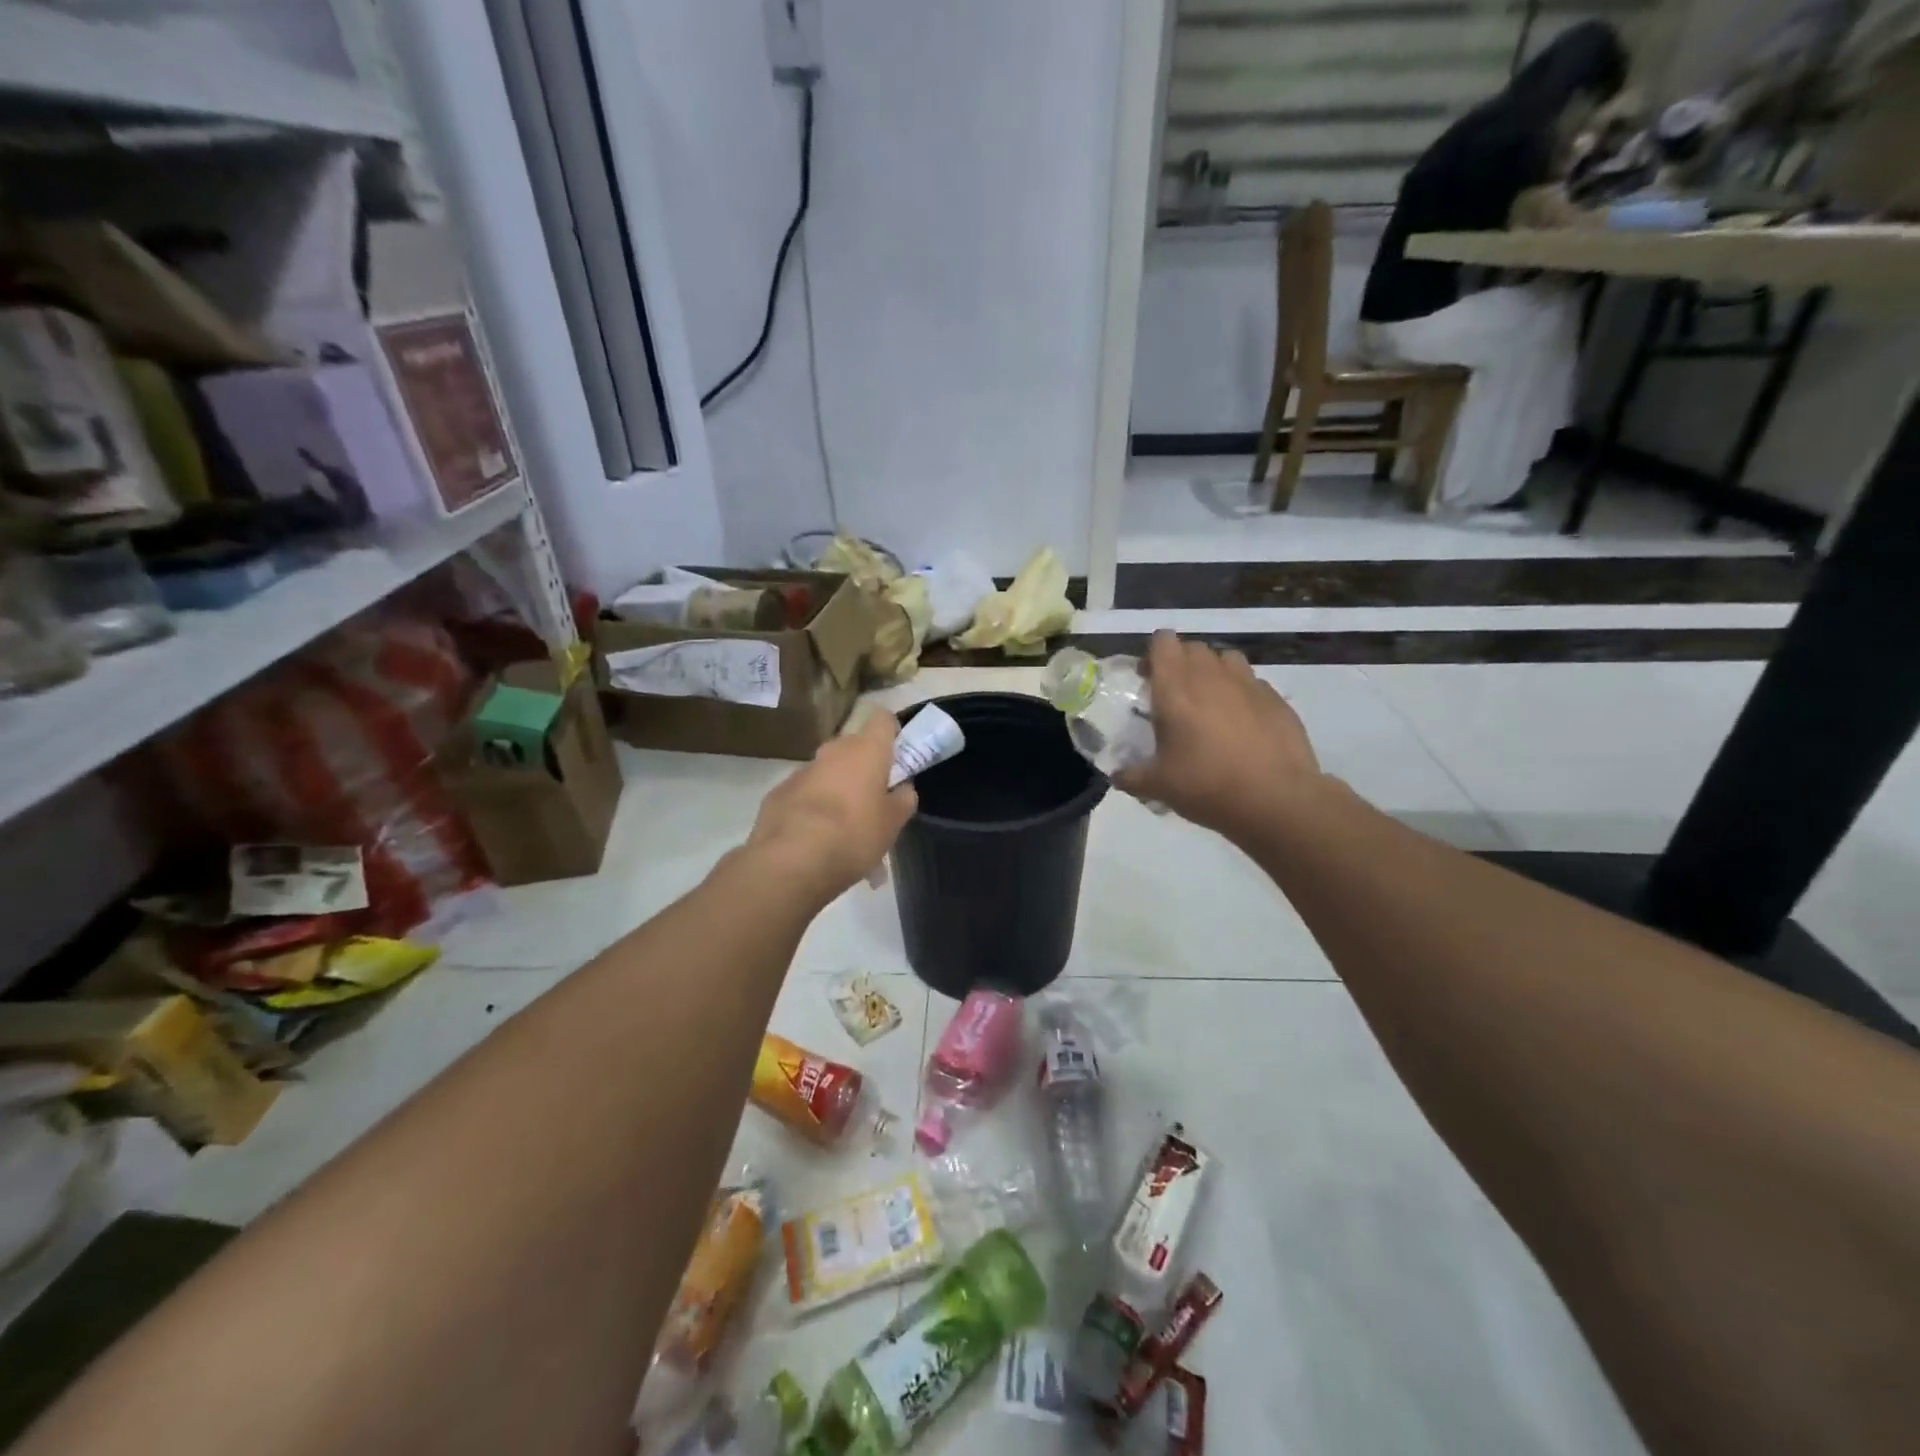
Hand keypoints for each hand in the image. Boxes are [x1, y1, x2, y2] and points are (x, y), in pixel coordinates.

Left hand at [745, 711, 916, 905]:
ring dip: (837, 789)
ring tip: (843, 828)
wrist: (791, 860)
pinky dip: (812, 807)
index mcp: (866, 751)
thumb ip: (902, 801)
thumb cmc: (854, 835)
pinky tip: (815, 837)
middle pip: (854, 747)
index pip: (883, 720)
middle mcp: (833, 751)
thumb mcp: (892, 824)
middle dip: (863, 767)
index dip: (891, 731)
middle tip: (873, 800)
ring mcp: (802, 770)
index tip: (897, 752)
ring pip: (828, 772)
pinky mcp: (778, 793)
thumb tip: (903, 789)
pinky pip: (804, 793)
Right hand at [1115, 631, 1326, 842]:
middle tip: (1175, 696)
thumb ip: (1132, 776)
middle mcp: (1211, 676)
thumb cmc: (1207, 786)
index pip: (1163, 642)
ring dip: (1213, 672)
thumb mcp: (1158, 787)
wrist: (1276, 800)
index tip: (1148, 678)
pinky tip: (1242, 723)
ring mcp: (1248, 684)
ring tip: (1210, 703)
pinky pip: (1252, 683)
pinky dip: (1242, 694)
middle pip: (1193, 647)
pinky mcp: (1276, 699)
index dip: (1153, 655)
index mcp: (1175, 689)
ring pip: (1226, 659)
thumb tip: (1117, 776)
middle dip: (1181, 663)